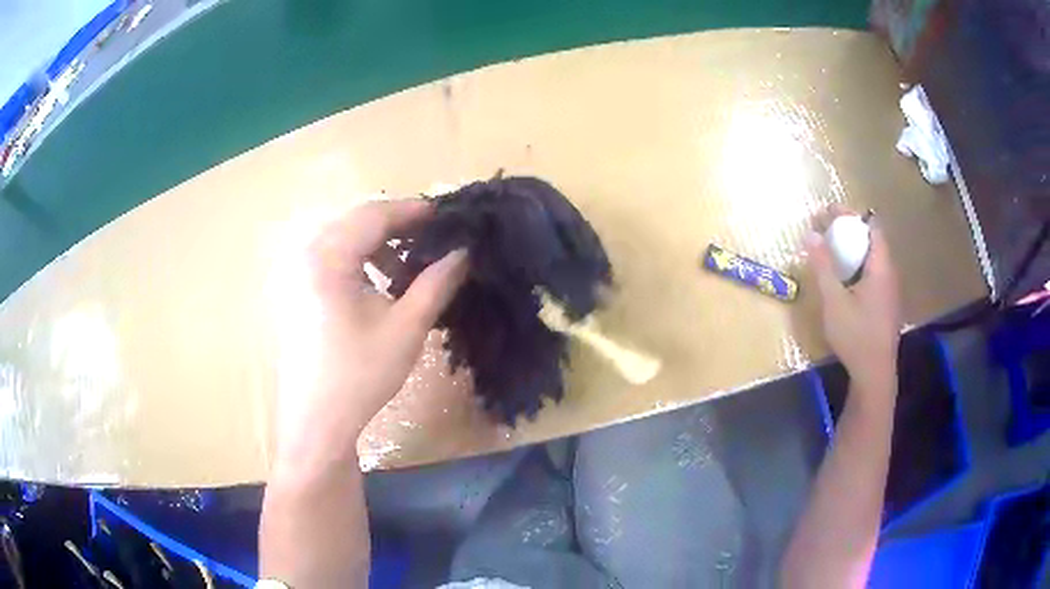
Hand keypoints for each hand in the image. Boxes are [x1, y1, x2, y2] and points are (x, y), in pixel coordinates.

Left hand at [272, 199, 467, 475]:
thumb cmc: (360, 374)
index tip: (448, 216)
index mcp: (328, 255)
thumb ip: (437, 282)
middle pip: (358, 222)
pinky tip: (379, 288)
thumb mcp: (406, 327)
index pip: (376, 214)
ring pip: (345, 241)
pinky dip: (360, 264)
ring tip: (407, 270)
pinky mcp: (296, 291)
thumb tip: (464, 252)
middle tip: (433, 241)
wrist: (316, 420)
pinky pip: (332, 260)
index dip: (414, 211)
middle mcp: (307, 253)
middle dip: (398, 228)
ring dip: (379, 247)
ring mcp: (297, 272)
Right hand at [806, 208, 901, 395]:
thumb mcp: (834, 301)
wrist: (874, 374)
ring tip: (832, 250)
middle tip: (825, 229)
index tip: (828, 211)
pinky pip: (874, 273)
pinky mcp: (887, 304)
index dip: (851, 214)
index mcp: (881, 267)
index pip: (871, 226)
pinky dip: (858, 265)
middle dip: (849, 229)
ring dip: (853, 248)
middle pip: (872, 239)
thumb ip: (823, 266)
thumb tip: (811, 233)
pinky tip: (845, 279)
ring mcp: (890, 290)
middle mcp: (890, 273)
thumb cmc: (856, 336)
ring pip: (873, 258)